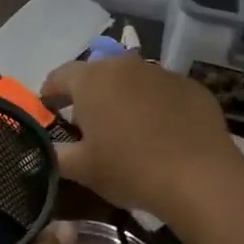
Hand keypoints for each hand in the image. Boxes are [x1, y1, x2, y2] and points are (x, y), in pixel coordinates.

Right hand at [41, 55, 240, 224]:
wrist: (199, 177)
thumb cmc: (130, 169)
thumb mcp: (82, 169)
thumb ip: (56, 155)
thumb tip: (44, 150)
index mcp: (91, 80)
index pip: (59, 76)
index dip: (50, 93)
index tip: (48, 110)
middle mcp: (124, 66)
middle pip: (97, 74)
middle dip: (88, 95)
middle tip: (87, 124)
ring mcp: (161, 73)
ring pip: (132, 80)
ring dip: (123, 97)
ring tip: (126, 128)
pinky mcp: (191, 86)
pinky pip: (163, 92)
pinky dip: (155, 105)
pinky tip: (161, 132)